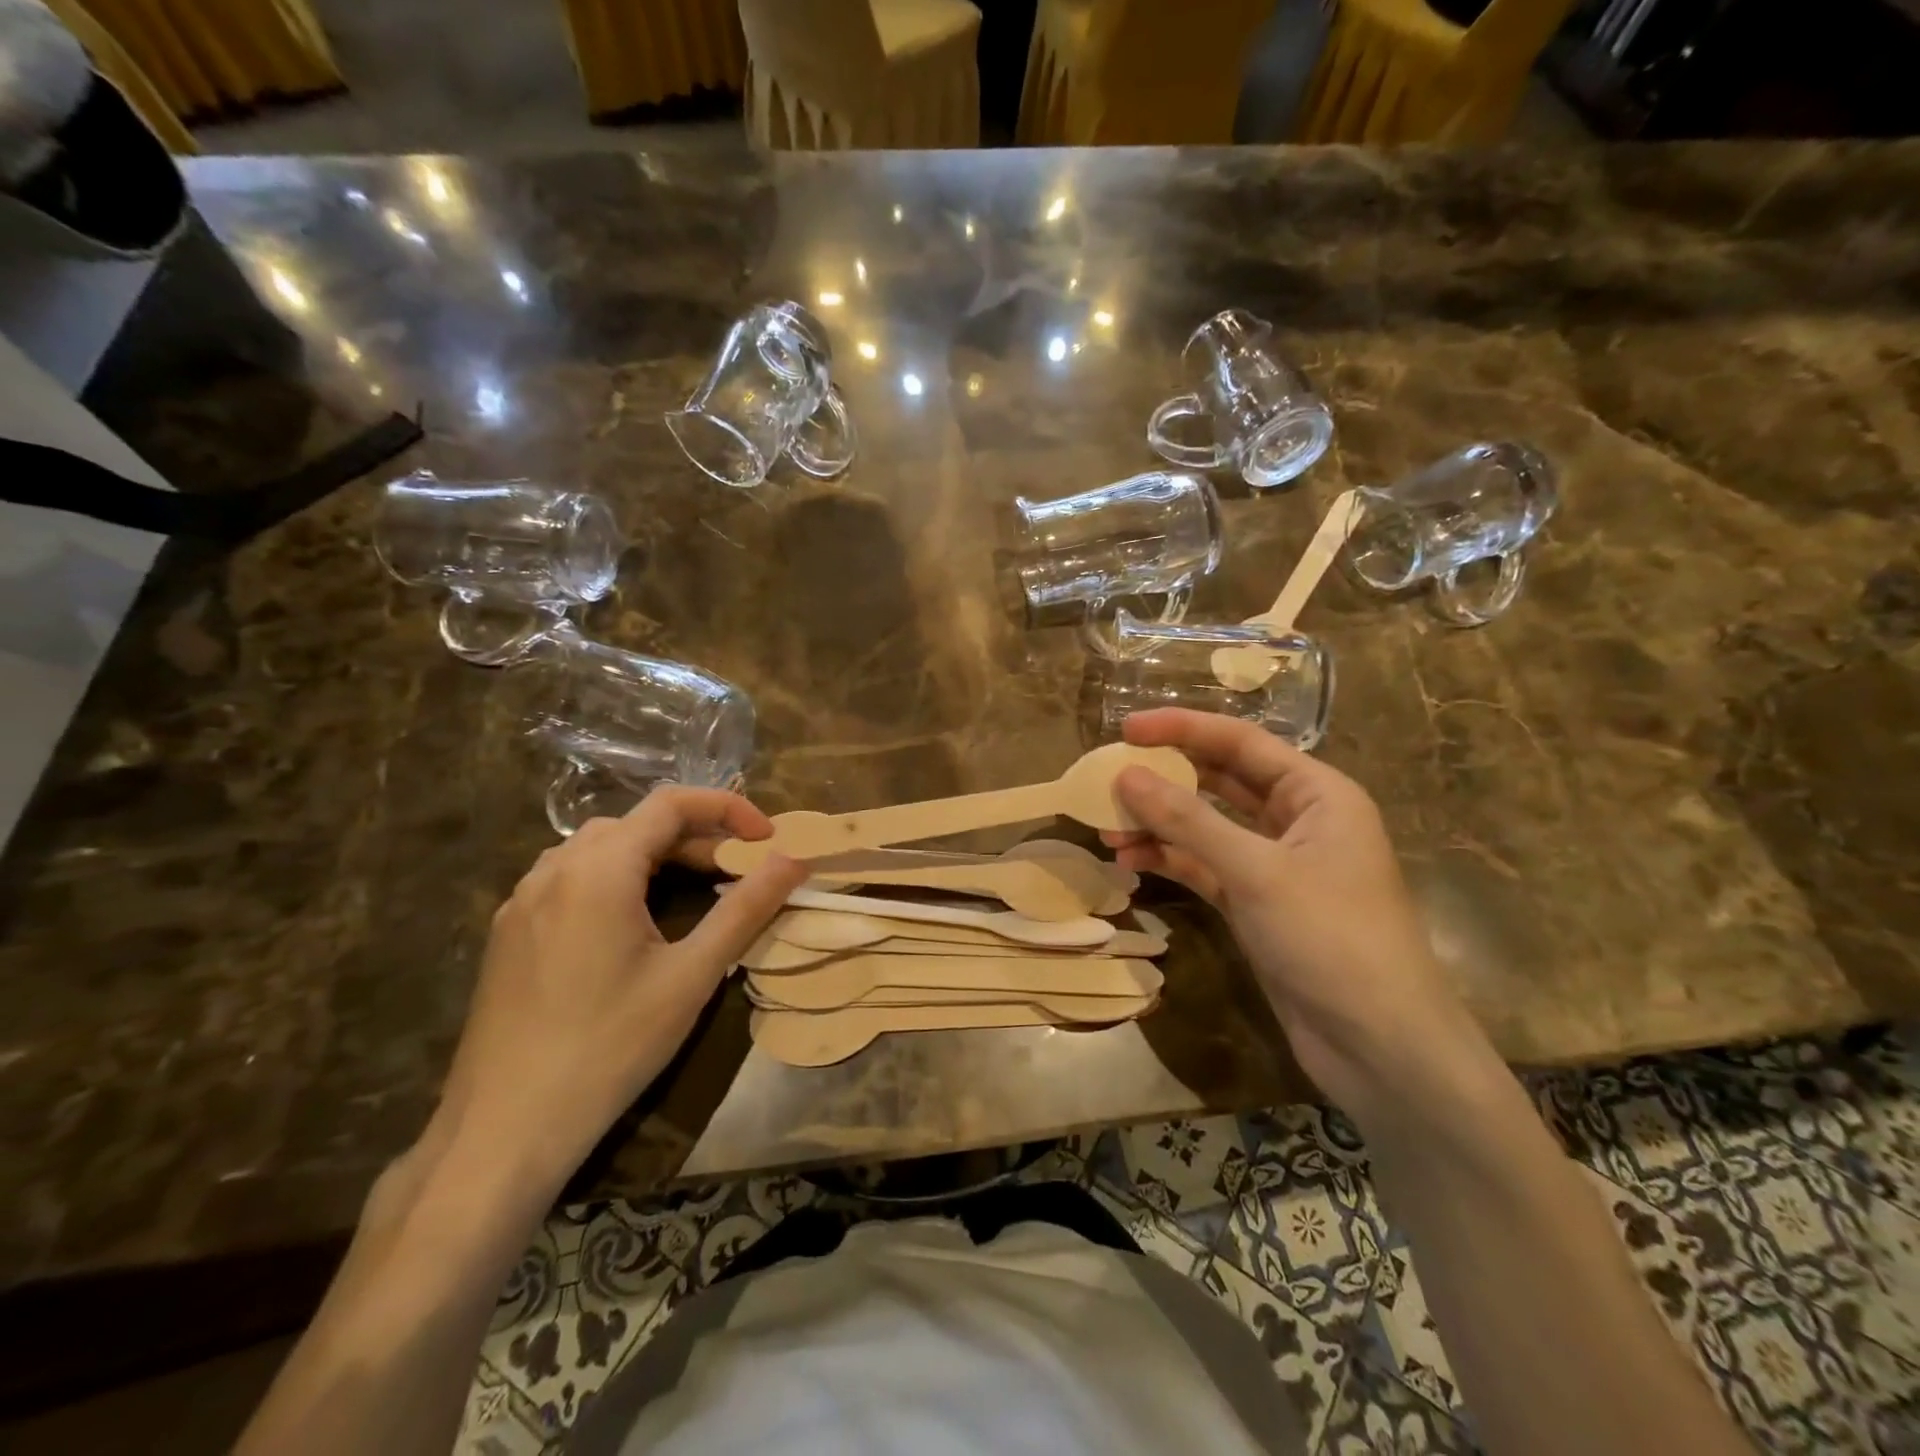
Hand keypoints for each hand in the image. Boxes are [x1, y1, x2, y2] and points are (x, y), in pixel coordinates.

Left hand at [432, 788, 804, 1192]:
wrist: (503, 1129)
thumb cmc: (610, 1046)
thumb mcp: (692, 975)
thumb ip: (747, 907)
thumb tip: (795, 858)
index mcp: (599, 869)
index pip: (671, 804)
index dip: (727, 808)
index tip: (766, 837)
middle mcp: (554, 869)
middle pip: (636, 824)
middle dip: (696, 836)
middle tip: (738, 872)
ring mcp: (522, 900)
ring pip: (600, 847)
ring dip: (654, 854)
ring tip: (691, 890)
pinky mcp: (508, 931)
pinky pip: (570, 877)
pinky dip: (616, 876)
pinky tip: (631, 922)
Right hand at [1103, 709, 1488, 1123]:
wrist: (1380, 1047)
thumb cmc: (1331, 938)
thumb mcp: (1256, 872)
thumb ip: (1188, 821)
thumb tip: (1126, 775)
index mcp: (1317, 793)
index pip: (1241, 742)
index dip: (1182, 728)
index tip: (1126, 727)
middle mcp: (1297, 820)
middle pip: (1221, 780)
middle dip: (1166, 778)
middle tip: (1108, 775)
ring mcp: (1275, 865)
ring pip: (1207, 827)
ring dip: (1160, 824)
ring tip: (1107, 827)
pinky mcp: (1256, 905)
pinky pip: (1205, 867)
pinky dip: (1170, 861)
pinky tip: (1129, 861)